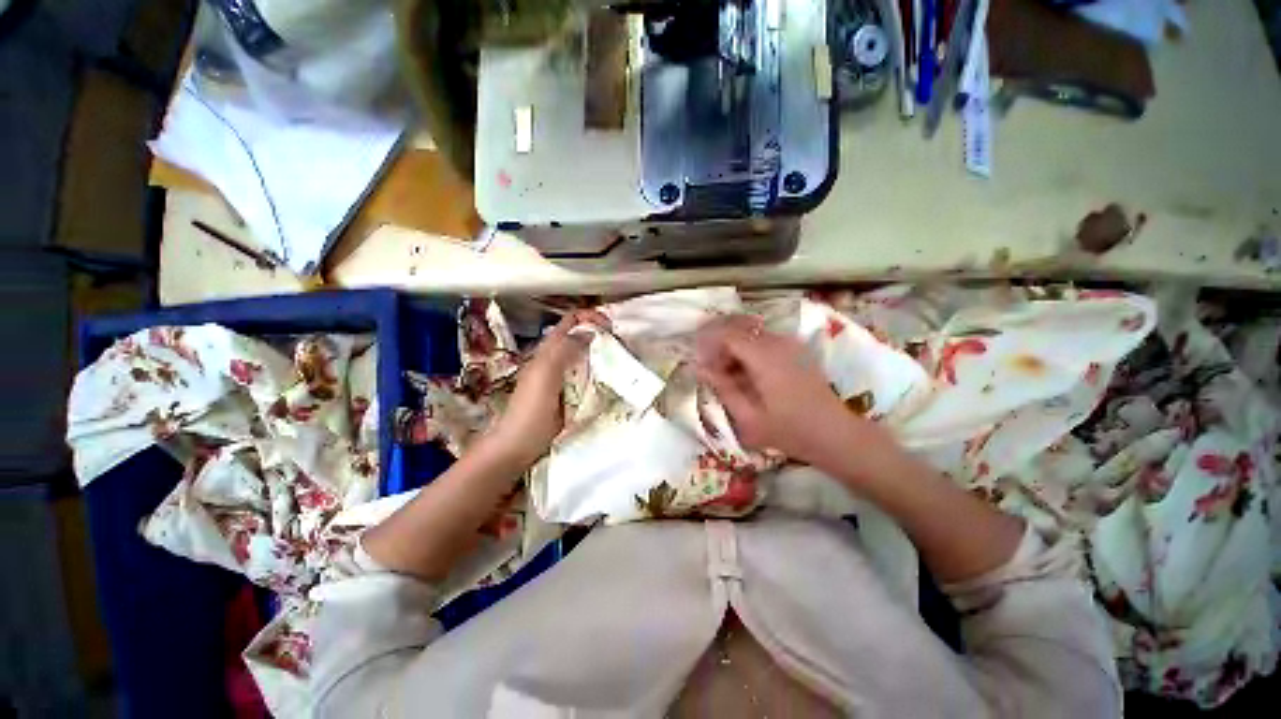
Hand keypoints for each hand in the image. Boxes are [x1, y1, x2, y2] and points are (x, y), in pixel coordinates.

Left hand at [488, 309, 609, 465]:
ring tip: (623, 361)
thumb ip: (564, 350)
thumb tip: (591, 331)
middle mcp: (557, 360)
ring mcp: (564, 378)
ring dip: (604, 355)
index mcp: (549, 351)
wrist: (518, 447)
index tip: (611, 328)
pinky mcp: (571, 395)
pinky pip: (589, 377)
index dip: (590, 317)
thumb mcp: (545, 375)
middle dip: (602, 336)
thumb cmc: (530, 411)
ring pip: (587, 357)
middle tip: (623, 346)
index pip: (571, 322)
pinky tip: (613, 381)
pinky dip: (602, 374)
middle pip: (582, 337)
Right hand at [694, 315, 882, 466]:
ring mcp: (789, 343)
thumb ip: (722, 388)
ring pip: (750, 333)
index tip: (699, 364)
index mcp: (764, 357)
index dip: (708, 346)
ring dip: (733, 348)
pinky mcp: (796, 349)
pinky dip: (748, 350)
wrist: (835, 434)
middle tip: (710, 369)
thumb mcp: (748, 417)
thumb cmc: (790, 430)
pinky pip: (764, 340)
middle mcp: (777, 342)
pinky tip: (746, 373)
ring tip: (727, 374)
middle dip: (719, 345)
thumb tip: (699, 368)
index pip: (727, 336)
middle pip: (738, 329)